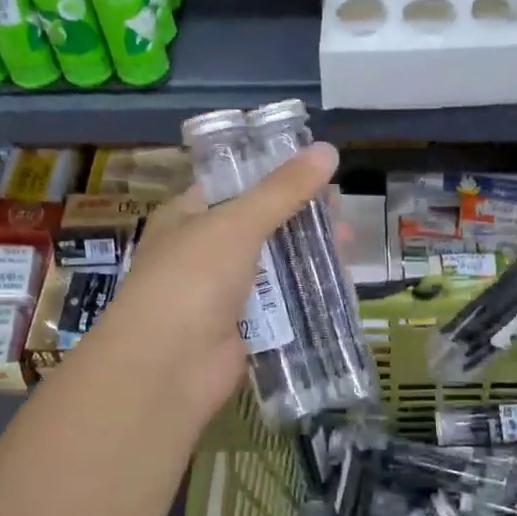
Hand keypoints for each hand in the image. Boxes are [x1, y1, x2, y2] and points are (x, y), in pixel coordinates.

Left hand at [82, 142, 340, 430]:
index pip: (235, 185)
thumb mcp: (237, 223)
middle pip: (261, 226)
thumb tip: (328, 150)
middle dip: (301, 218)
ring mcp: (222, 293)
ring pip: (274, 266)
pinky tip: (338, 284)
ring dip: (308, 255)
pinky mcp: (242, 328)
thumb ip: (283, 189)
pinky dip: (306, 294)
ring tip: (348, 245)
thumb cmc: (193, 278)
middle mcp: (202, 252)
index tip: (318, 172)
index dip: (276, 176)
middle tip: (342, 213)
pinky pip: (280, 304)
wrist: (167, 365)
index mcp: (187, 217)